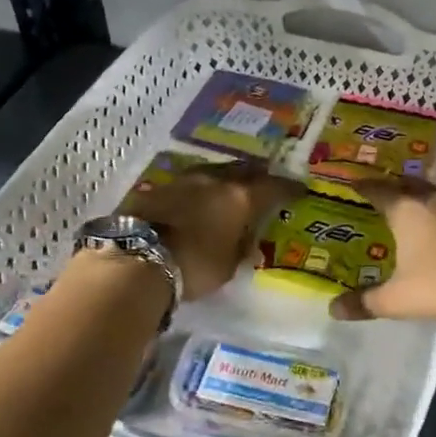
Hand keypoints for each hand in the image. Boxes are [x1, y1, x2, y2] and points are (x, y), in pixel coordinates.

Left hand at [126, 162, 300, 299]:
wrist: (135, 259)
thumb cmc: (193, 267)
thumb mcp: (228, 266)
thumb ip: (240, 248)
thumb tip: (246, 242)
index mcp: (240, 198)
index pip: (273, 187)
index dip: (289, 188)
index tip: (300, 189)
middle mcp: (215, 181)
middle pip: (243, 169)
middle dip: (257, 173)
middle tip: (266, 177)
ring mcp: (183, 180)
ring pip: (213, 171)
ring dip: (225, 176)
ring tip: (231, 183)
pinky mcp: (156, 188)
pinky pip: (186, 183)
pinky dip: (198, 188)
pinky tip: (196, 196)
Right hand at [330, 179, 435, 336]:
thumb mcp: (396, 301)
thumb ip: (364, 302)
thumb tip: (333, 309)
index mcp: (406, 212)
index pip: (378, 191)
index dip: (364, 187)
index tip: (356, 184)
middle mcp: (434, 198)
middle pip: (408, 184)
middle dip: (395, 187)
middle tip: (387, 194)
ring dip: (429, 192)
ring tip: (423, 200)